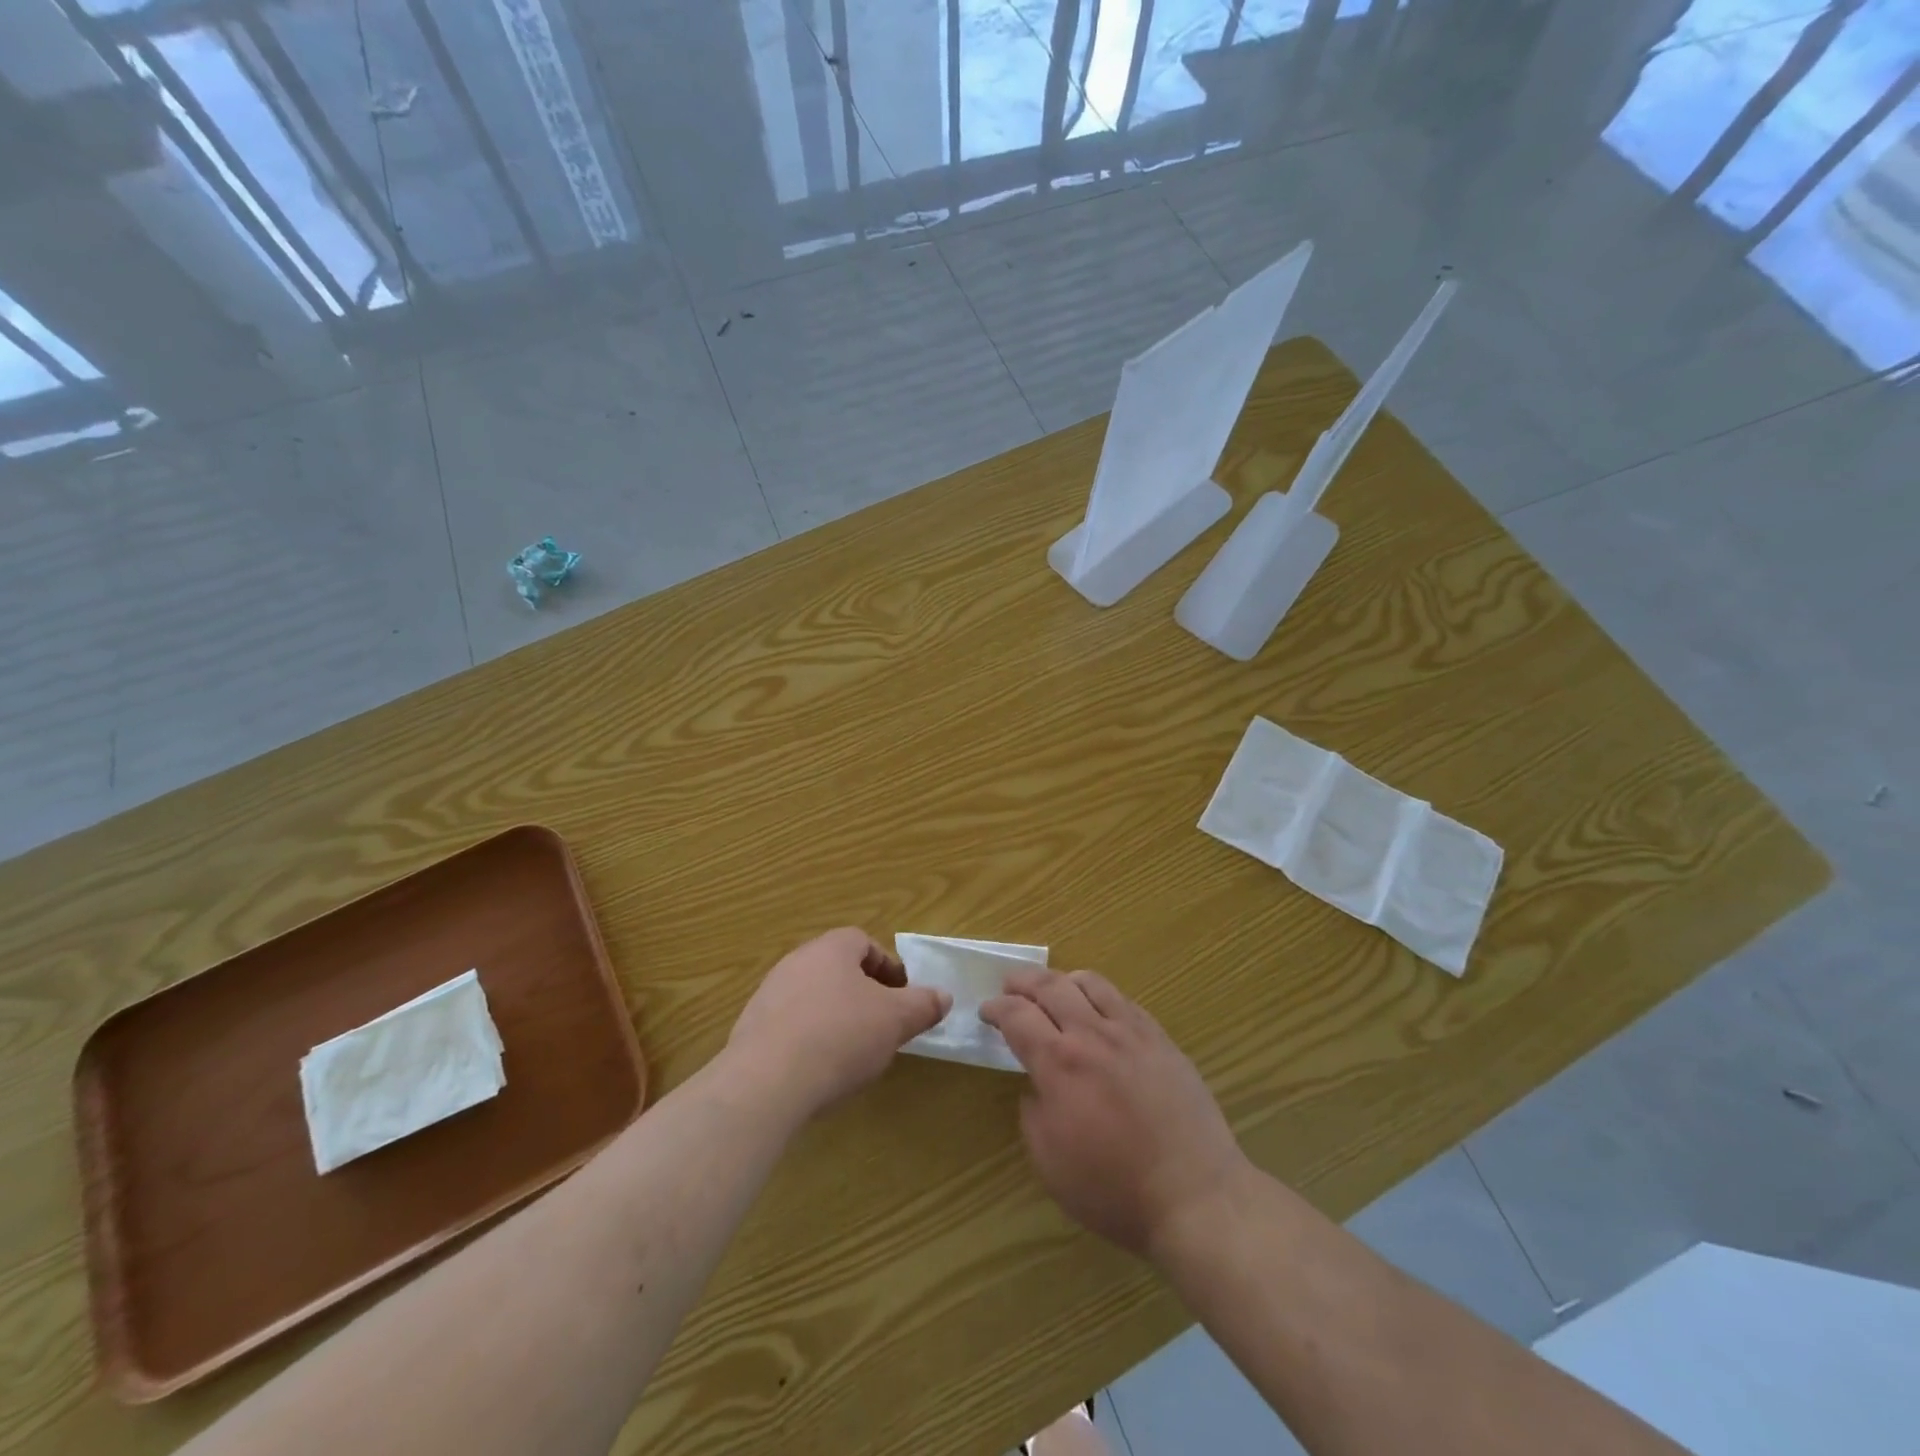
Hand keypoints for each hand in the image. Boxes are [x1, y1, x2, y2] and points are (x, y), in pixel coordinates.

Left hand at [727, 928, 950, 1118]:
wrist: (765, 1083)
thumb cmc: (839, 1037)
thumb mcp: (895, 1021)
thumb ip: (923, 1005)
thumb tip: (944, 996)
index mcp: (831, 949)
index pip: (862, 941)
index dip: (886, 965)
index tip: (901, 994)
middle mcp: (796, 962)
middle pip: (836, 968)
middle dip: (862, 992)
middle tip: (881, 1022)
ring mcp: (768, 995)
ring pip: (812, 996)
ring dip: (834, 1015)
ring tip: (852, 1050)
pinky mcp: (750, 1030)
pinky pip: (789, 1025)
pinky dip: (808, 1038)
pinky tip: (818, 1069)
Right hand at [981, 969, 1249, 1258]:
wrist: (1194, 1194)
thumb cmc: (1114, 1188)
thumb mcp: (1049, 1162)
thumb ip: (1033, 1112)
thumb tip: (1037, 1084)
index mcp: (1059, 1063)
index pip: (1017, 1015)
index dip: (996, 1008)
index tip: (986, 1011)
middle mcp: (1092, 1034)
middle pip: (1049, 985)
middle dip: (1022, 981)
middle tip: (1009, 986)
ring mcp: (1131, 1031)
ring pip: (1089, 982)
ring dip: (1061, 980)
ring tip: (1052, 989)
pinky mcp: (1160, 1038)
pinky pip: (1123, 1000)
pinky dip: (1099, 995)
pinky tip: (1097, 1009)